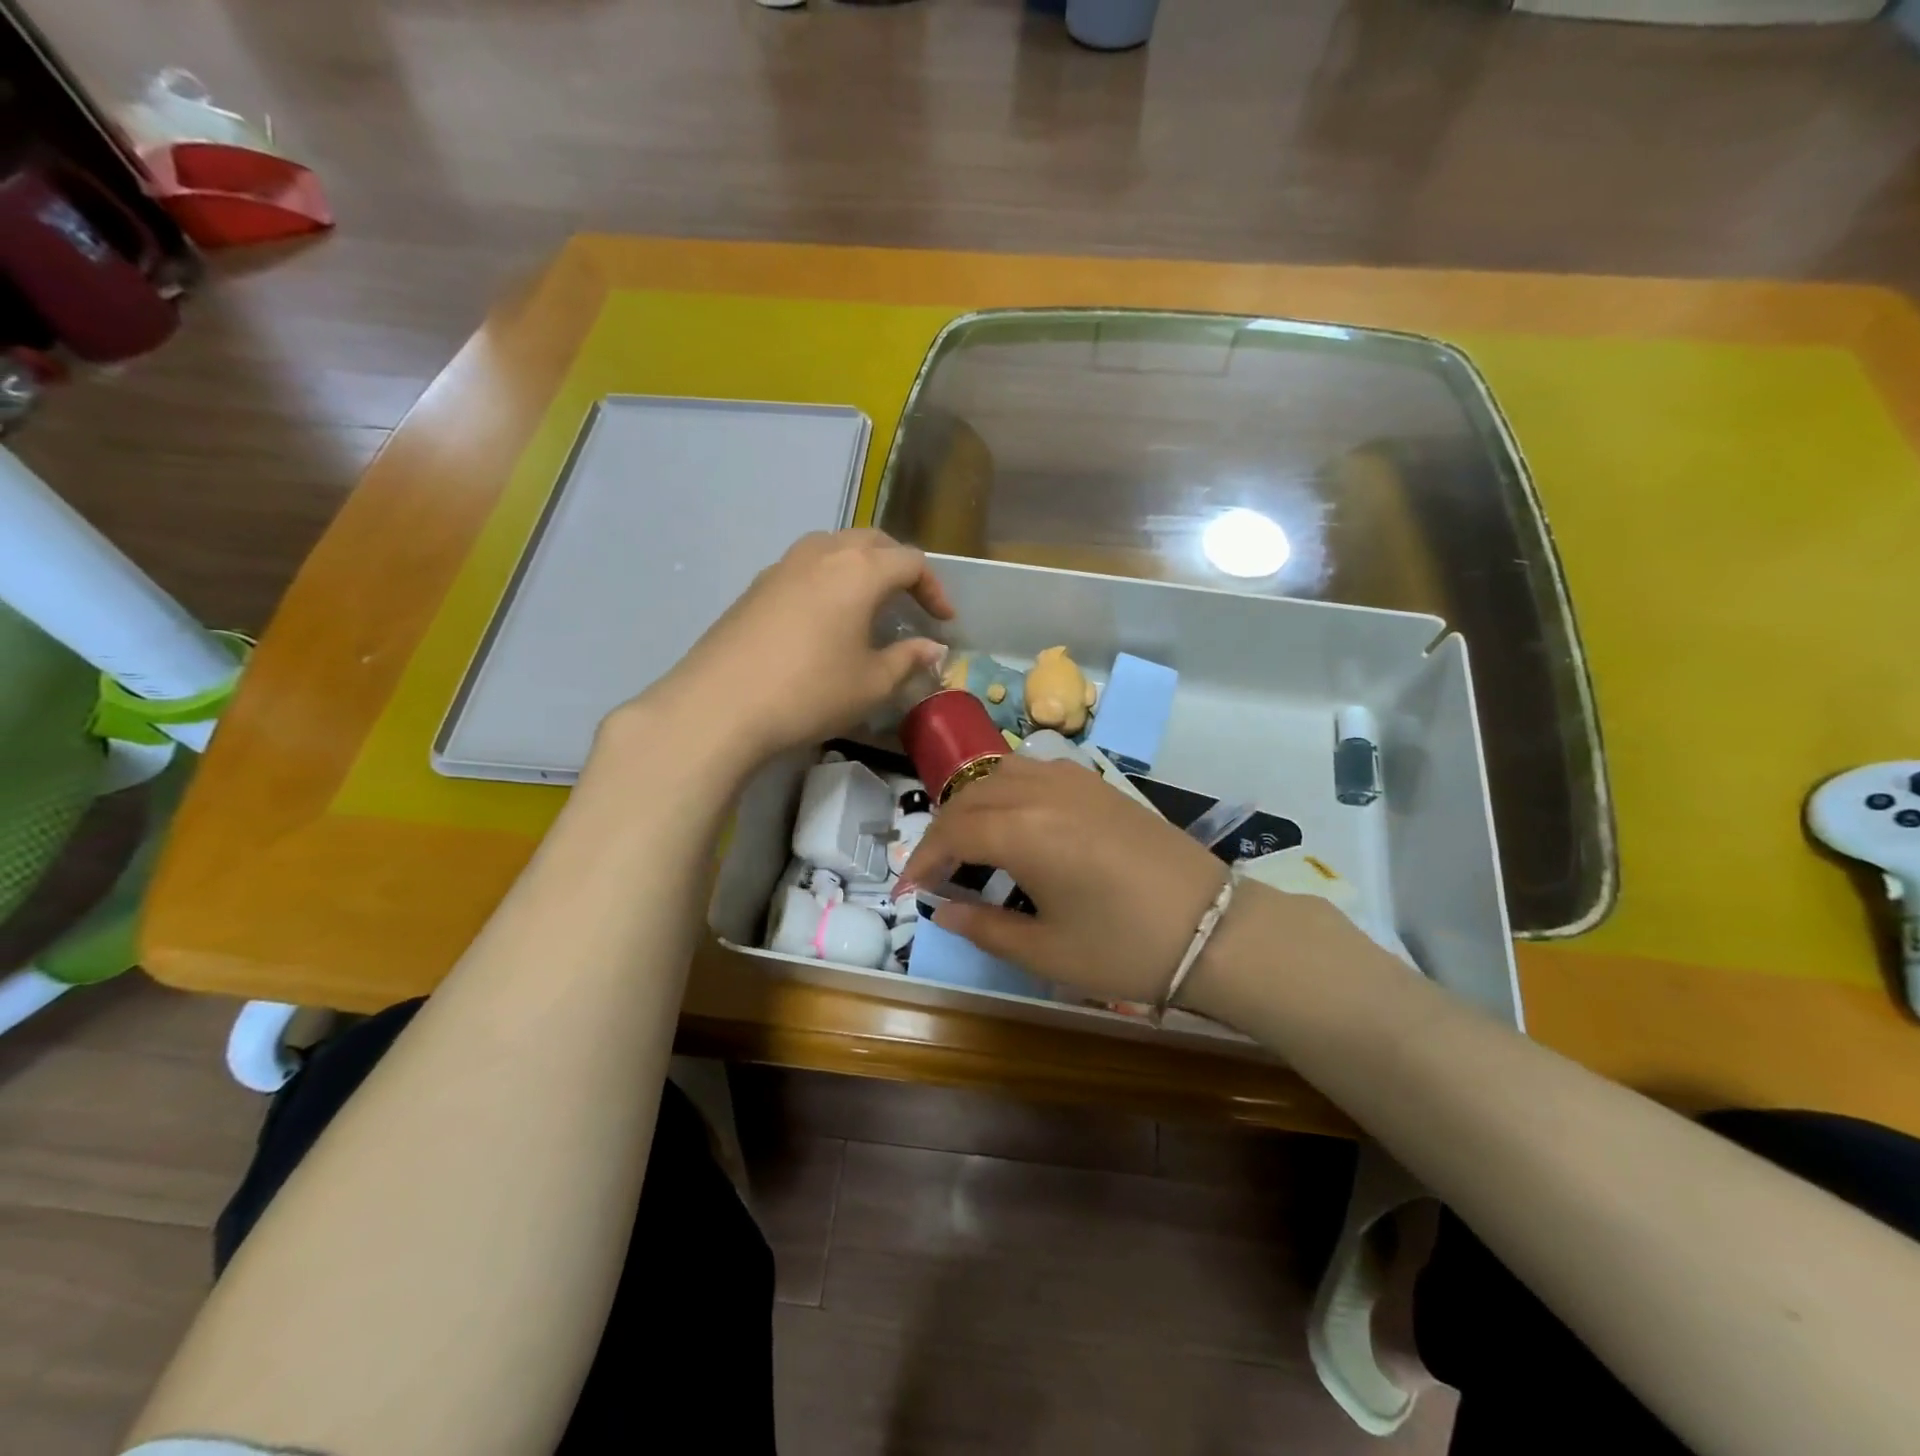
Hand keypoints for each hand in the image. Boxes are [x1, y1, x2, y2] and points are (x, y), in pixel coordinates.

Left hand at [614, 529, 951, 767]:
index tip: (943, 621)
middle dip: (898, 566)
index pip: (910, 561)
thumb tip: (933, 648)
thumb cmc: (810, 692)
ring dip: (860, 566)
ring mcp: (783, 566)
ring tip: (869, 602)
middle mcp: (822, 554)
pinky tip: (824, 616)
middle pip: (872, 541)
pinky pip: (805, 566)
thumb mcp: (872, 683)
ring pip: (834, 547)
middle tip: (911, 601)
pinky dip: (828, 578)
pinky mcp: (756, 586)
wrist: (720, 705)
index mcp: (859, 570)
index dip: (934, 588)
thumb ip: (908, 659)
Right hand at [902, 755, 1228, 1003]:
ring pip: (1002, 773)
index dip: (924, 858)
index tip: (910, 888)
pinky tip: (1018, 820)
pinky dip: (1009, 788)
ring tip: (970, 841)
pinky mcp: (1099, 785)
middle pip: (971, 797)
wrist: (1215, 928)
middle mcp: (1042, 792)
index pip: (953, 832)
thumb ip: (985, 928)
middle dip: (943, 830)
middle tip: (935, 870)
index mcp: (1024, 831)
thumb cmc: (1125, 948)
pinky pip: (1036, 770)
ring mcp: (1075, 782)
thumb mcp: (1046, 952)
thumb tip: (943, 910)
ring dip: (974, 803)